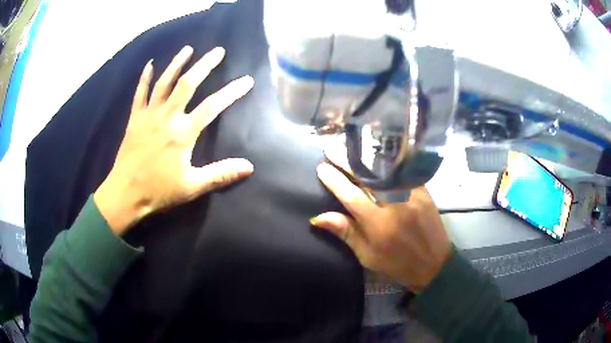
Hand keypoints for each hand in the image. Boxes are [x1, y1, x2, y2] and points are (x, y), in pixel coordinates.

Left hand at [94, 46, 254, 234]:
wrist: (125, 194)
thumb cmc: (158, 191)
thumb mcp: (192, 187)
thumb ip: (220, 174)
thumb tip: (249, 167)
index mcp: (183, 133)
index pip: (212, 106)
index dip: (231, 92)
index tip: (246, 80)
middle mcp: (167, 117)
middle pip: (187, 84)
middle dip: (204, 65)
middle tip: (217, 51)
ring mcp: (149, 115)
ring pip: (164, 82)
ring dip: (177, 63)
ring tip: (188, 49)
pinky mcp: (134, 119)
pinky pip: (140, 93)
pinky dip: (145, 78)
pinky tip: (150, 64)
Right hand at [310, 163, 450, 291]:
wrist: (434, 264)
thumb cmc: (397, 264)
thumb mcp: (367, 255)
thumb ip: (345, 232)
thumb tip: (318, 217)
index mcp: (379, 225)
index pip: (352, 197)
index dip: (335, 181)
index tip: (321, 167)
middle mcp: (395, 205)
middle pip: (368, 178)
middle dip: (347, 162)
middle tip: (331, 149)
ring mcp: (412, 195)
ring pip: (385, 170)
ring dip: (366, 158)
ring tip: (351, 148)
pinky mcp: (423, 192)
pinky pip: (403, 173)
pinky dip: (388, 163)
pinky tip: (377, 155)